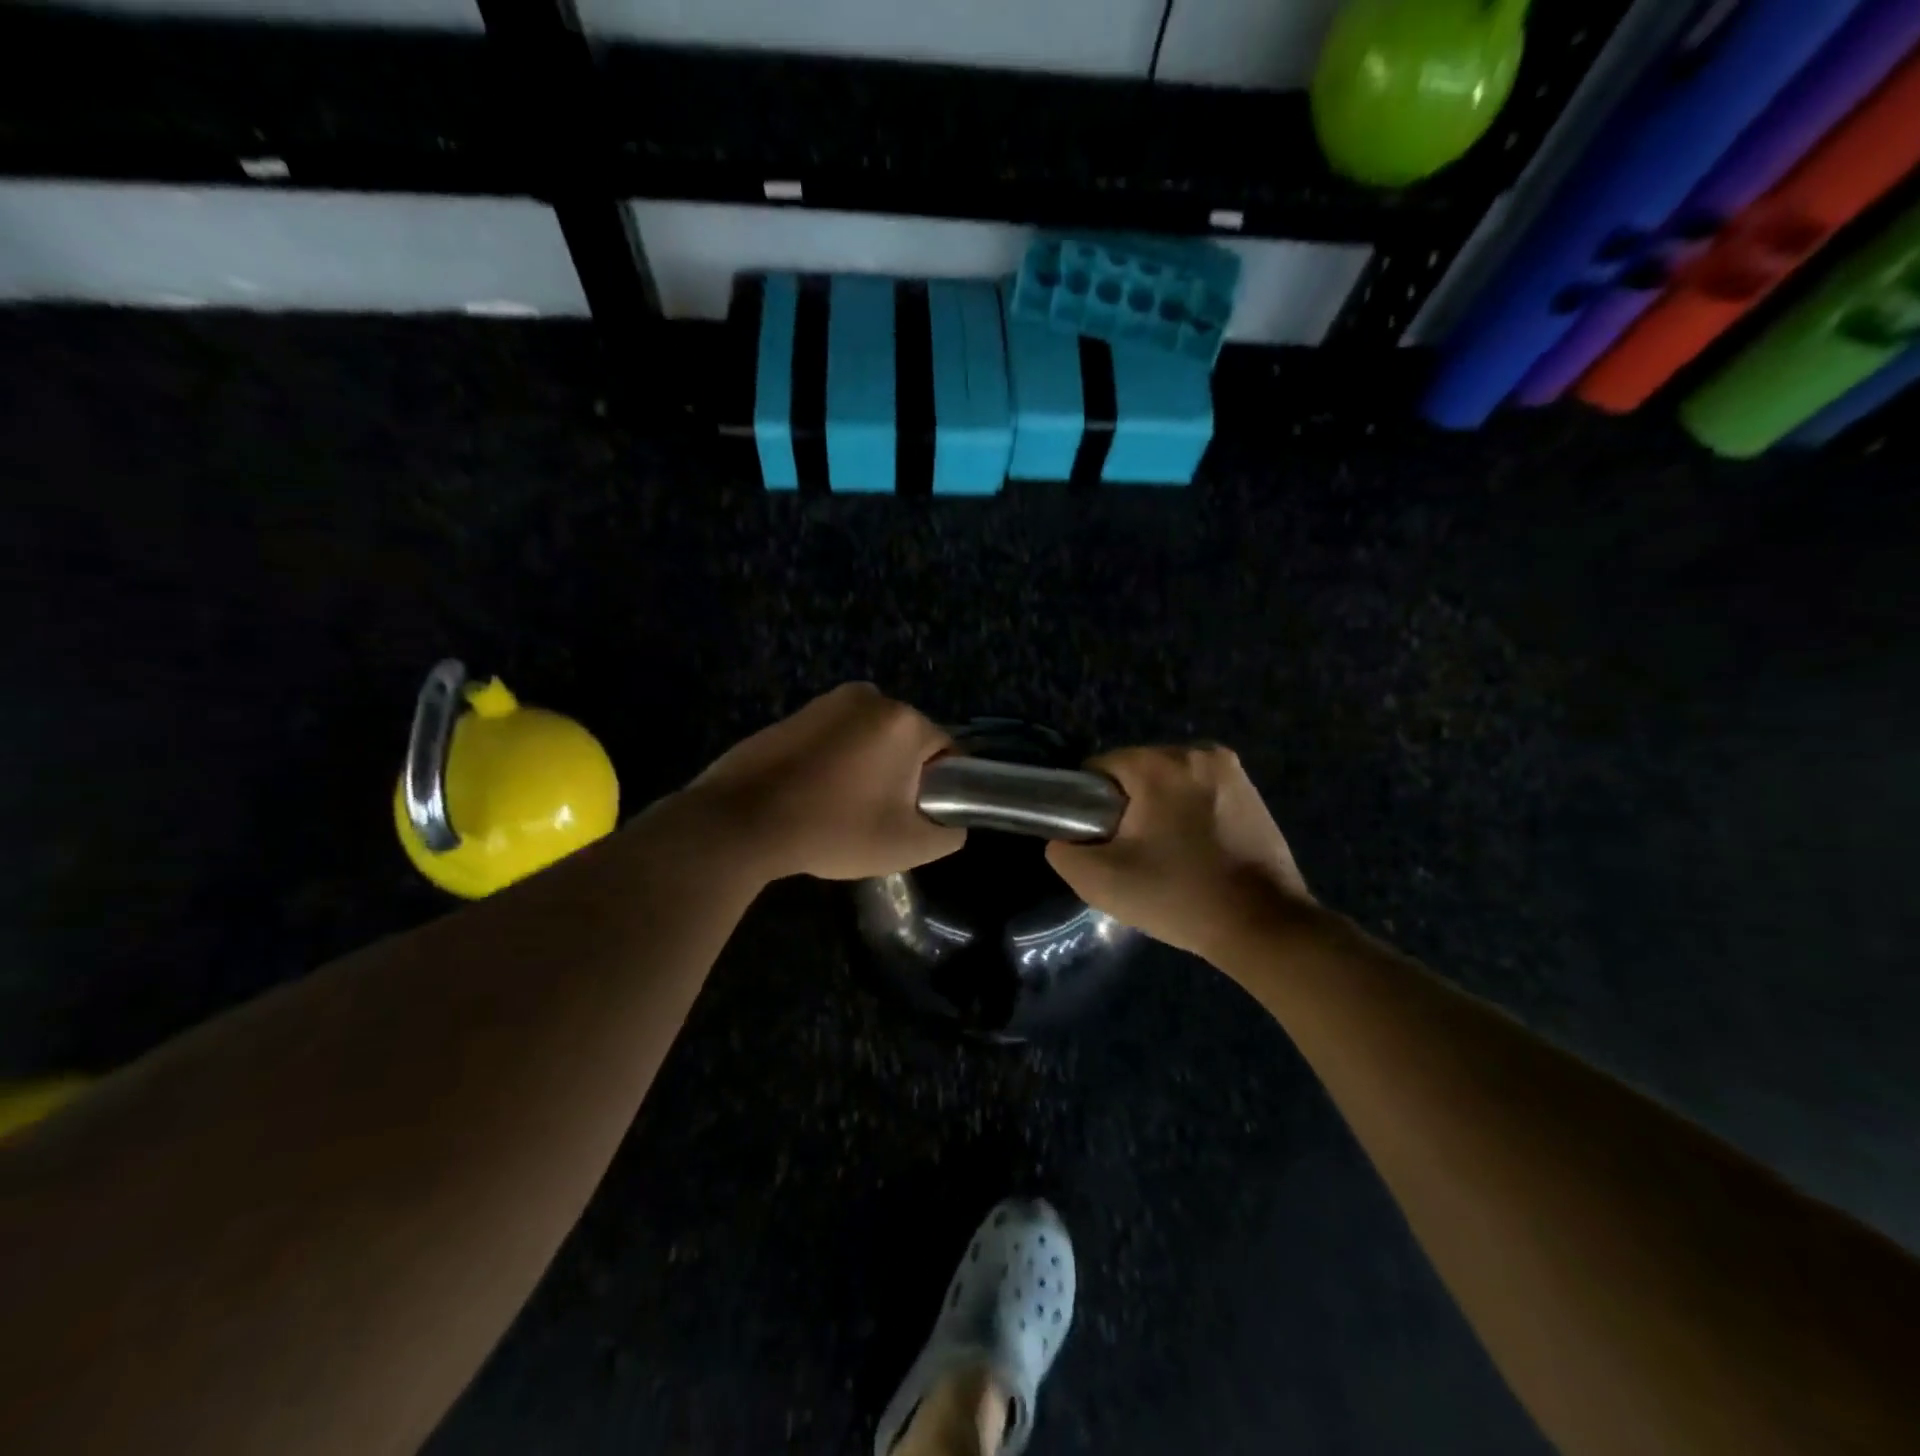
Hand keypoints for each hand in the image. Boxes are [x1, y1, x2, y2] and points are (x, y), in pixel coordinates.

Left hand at [683, 684, 964, 881]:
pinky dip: (836, 762)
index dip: (940, 787)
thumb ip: (948, 833)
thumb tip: (951, 821)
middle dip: (901, 775)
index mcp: (903, 720)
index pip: (947, 751)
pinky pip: (836, 738)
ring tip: (843, 809)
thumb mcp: (907, 846)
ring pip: (871, 739)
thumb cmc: (834, 828)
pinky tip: (815, 795)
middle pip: (907, 742)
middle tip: (879, 817)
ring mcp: (827, 702)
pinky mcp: (795, 714)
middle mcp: (870, 696)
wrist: (741, 822)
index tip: (915, 816)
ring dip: (868, 768)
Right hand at [1046, 745, 1312, 958]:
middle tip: (1134, 854)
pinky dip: (1189, 812)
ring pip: (1168, 781)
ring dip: (1159, 809)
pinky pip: (1199, 791)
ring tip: (1166, 855)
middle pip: (1136, 772)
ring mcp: (1230, 769)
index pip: (1100, 769)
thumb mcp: (1100, 881)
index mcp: (1159, 764)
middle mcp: (1197, 752)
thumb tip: (1065, 838)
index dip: (1090, 805)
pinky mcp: (1251, 790)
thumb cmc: (1178, 897)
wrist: (1263, 926)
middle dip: (1127, 806)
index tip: (1102, 842)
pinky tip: (1196, 850)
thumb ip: (1063, 851)